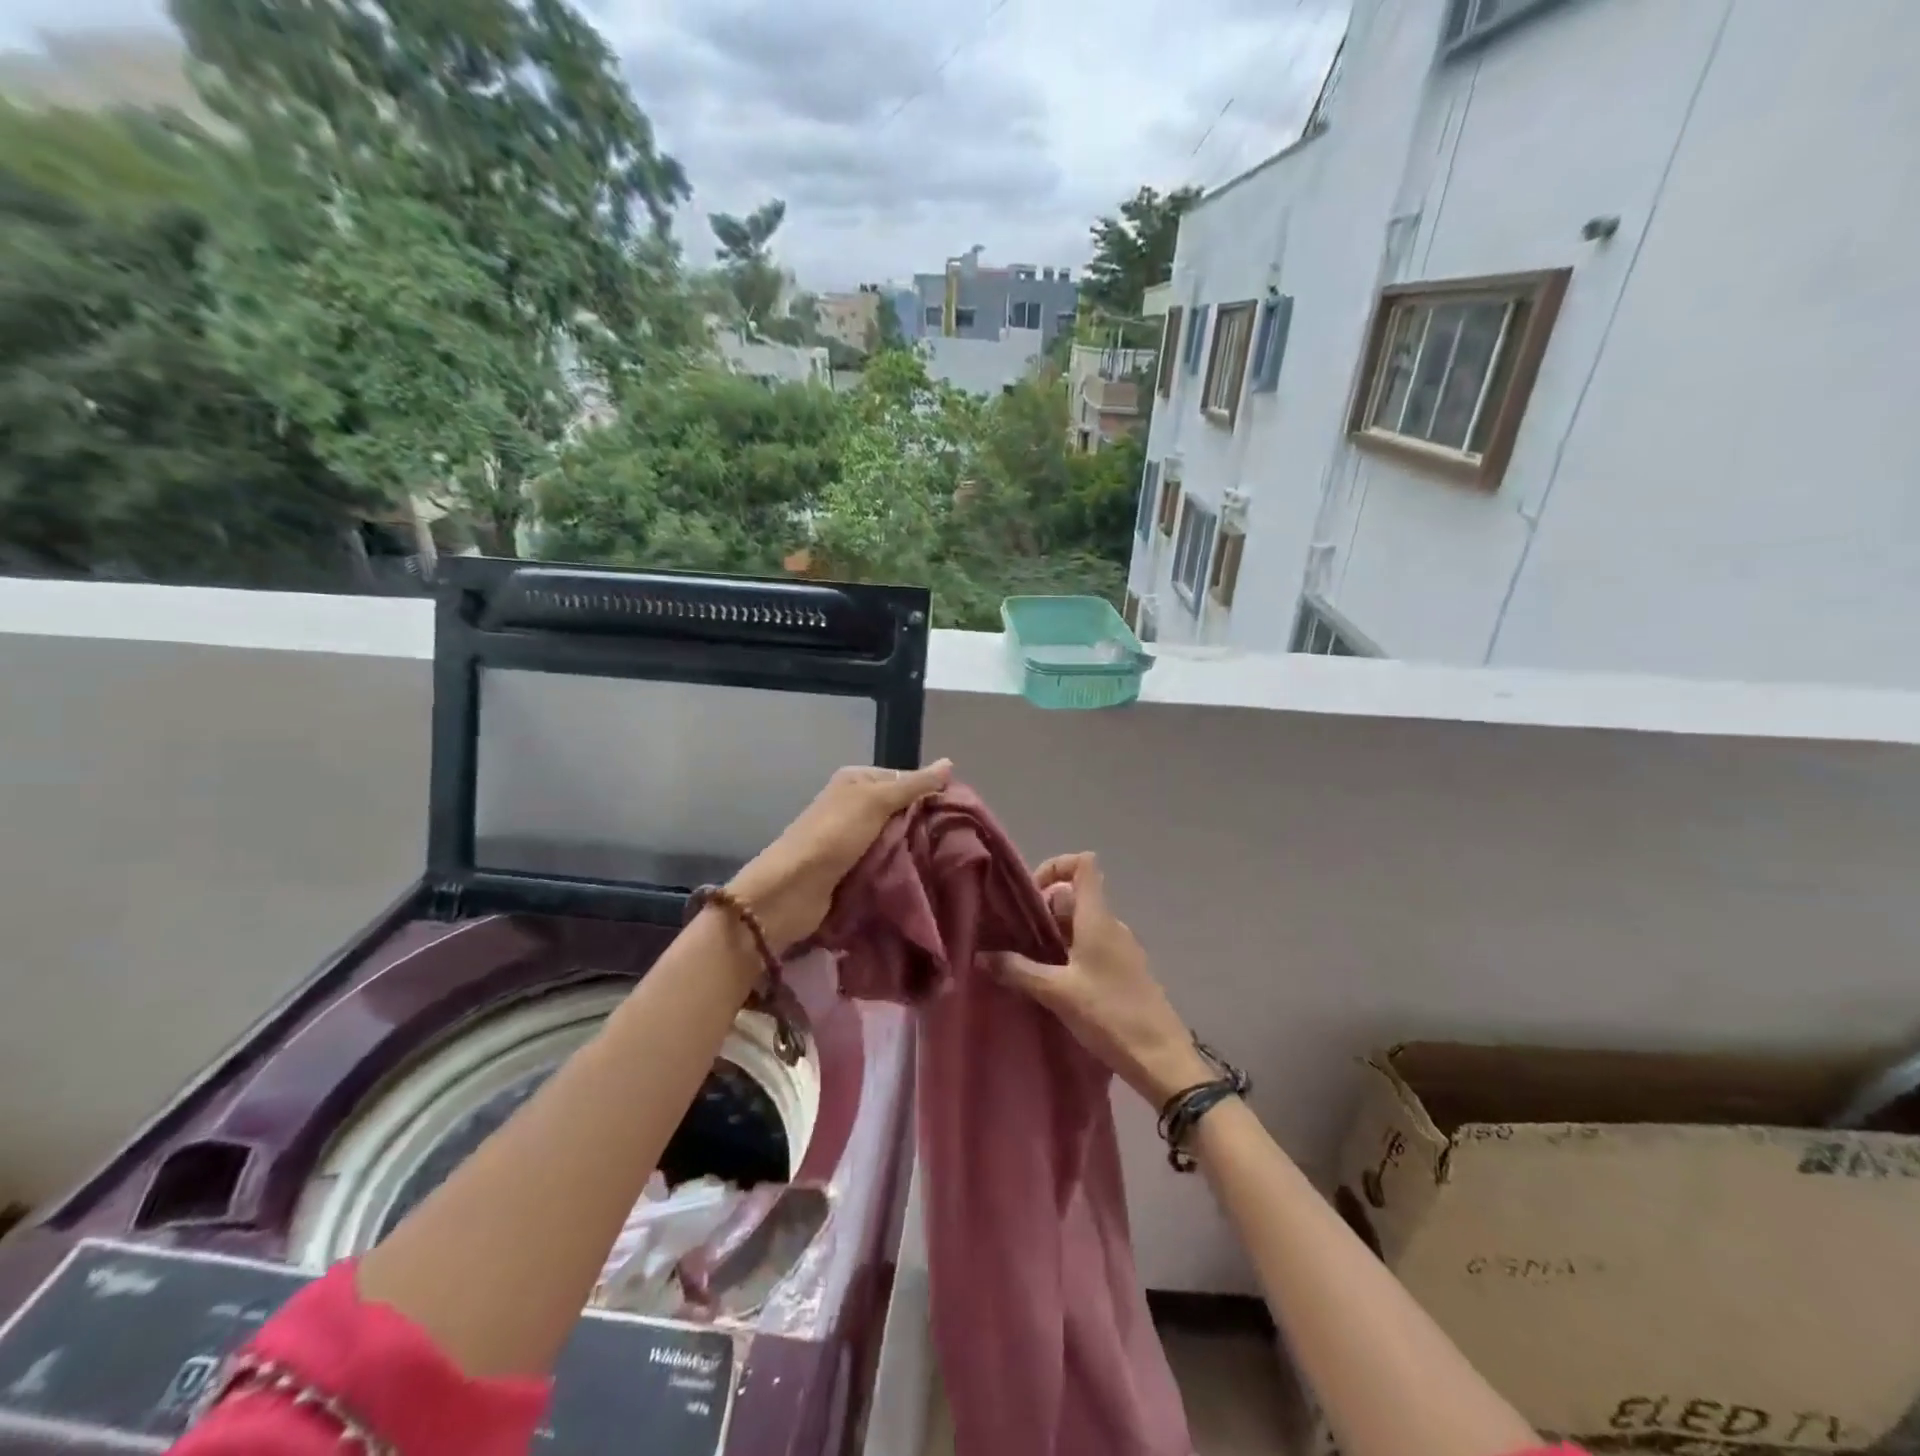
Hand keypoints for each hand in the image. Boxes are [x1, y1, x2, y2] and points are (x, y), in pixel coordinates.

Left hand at [731, 759, 953, 951]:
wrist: (792, 889)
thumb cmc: (834, 835)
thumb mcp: (876, 801)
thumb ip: (913, 785)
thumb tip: (949, 762)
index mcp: (856, 781)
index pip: (904, 780)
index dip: (930, 792)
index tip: (959, 812)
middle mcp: (853, 806)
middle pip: (900, 811)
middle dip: (924, 824)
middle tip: (959, 839)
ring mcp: (852, 839)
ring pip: (894, 839)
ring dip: (914, 850)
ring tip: (948, 860)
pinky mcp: (852, 870)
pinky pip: (884, 863)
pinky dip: (900, 869)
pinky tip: (925, 876)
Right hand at [993, 853, 1211, 1105]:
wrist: (1161, 1059)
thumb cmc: (1109, 1015)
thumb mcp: (1057, 993)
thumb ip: (1018, 971)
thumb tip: (981, 955)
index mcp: (1097, 918)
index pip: (1083, 864)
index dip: (1055, 866)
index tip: (1029, 895)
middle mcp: (1111, 924)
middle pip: (1075, 895)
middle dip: (1043, 909)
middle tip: (1016, 937)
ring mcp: (1121, 948)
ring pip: (1082, 923)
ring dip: (1054, 935)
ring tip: (1027, 962)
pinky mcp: (1125, 971)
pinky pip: (1092, 946)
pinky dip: (1069, 953)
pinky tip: (1053, 983)